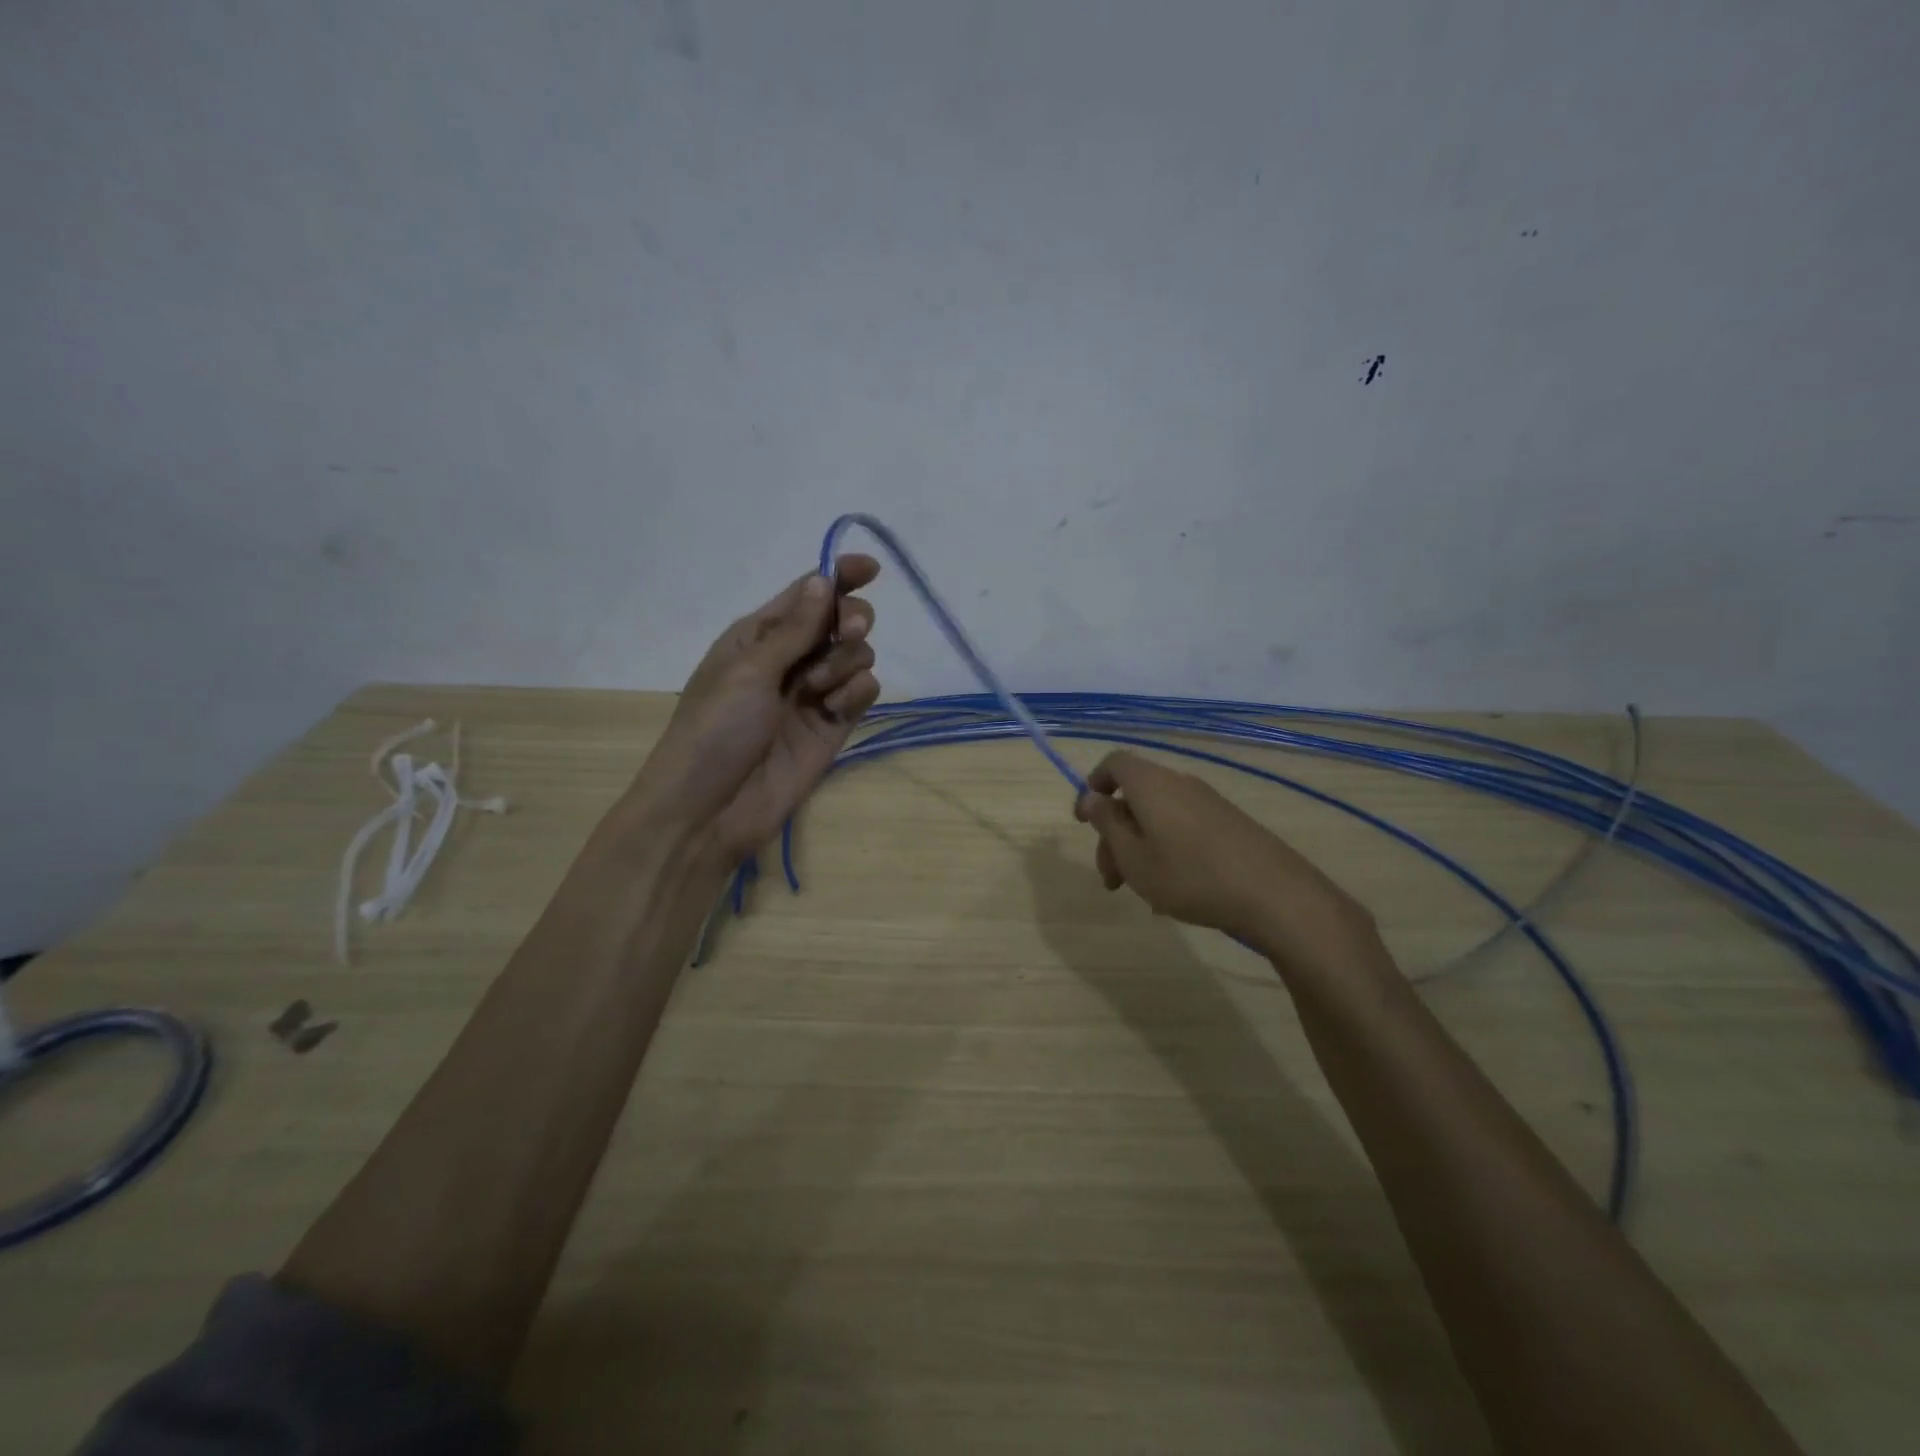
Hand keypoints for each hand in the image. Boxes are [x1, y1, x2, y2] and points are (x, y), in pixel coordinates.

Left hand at [624, 555, 881, 863]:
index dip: (839, 576)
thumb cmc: (715, 729)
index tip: (871, 569)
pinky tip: (834, 712)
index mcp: (759, 635)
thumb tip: (823, 579)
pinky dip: (856, 694)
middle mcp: (790, 658)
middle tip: (848, 634)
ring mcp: (814, 693)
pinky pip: (863, 691)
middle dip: (851, 621)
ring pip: (856, 655)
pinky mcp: (834, 725)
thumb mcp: (749, 670)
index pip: (807, 593)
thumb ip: (795, 629)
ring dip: (845, 663)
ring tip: (819, 692)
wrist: (711, 809)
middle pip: (840, 620)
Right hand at [1073, 750, 1375, 962]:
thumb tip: (1092, 797)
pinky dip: (1165, 851)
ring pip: (1157, 817)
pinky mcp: (1228, 823)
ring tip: (1140, 892)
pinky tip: (1171, 892)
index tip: (1083, 822)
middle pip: (1134, 797)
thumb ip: (1107, 824)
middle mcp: (1178, 784)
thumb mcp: (1134, 858)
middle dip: (1113, 835)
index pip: (1114, 764)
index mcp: (1151, 785)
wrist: (1274, 894)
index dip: (1093, 787)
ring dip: (1138, 848)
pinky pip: (1182, 828)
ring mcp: (1207, 802)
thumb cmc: (1190, 876)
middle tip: (1110, 879)